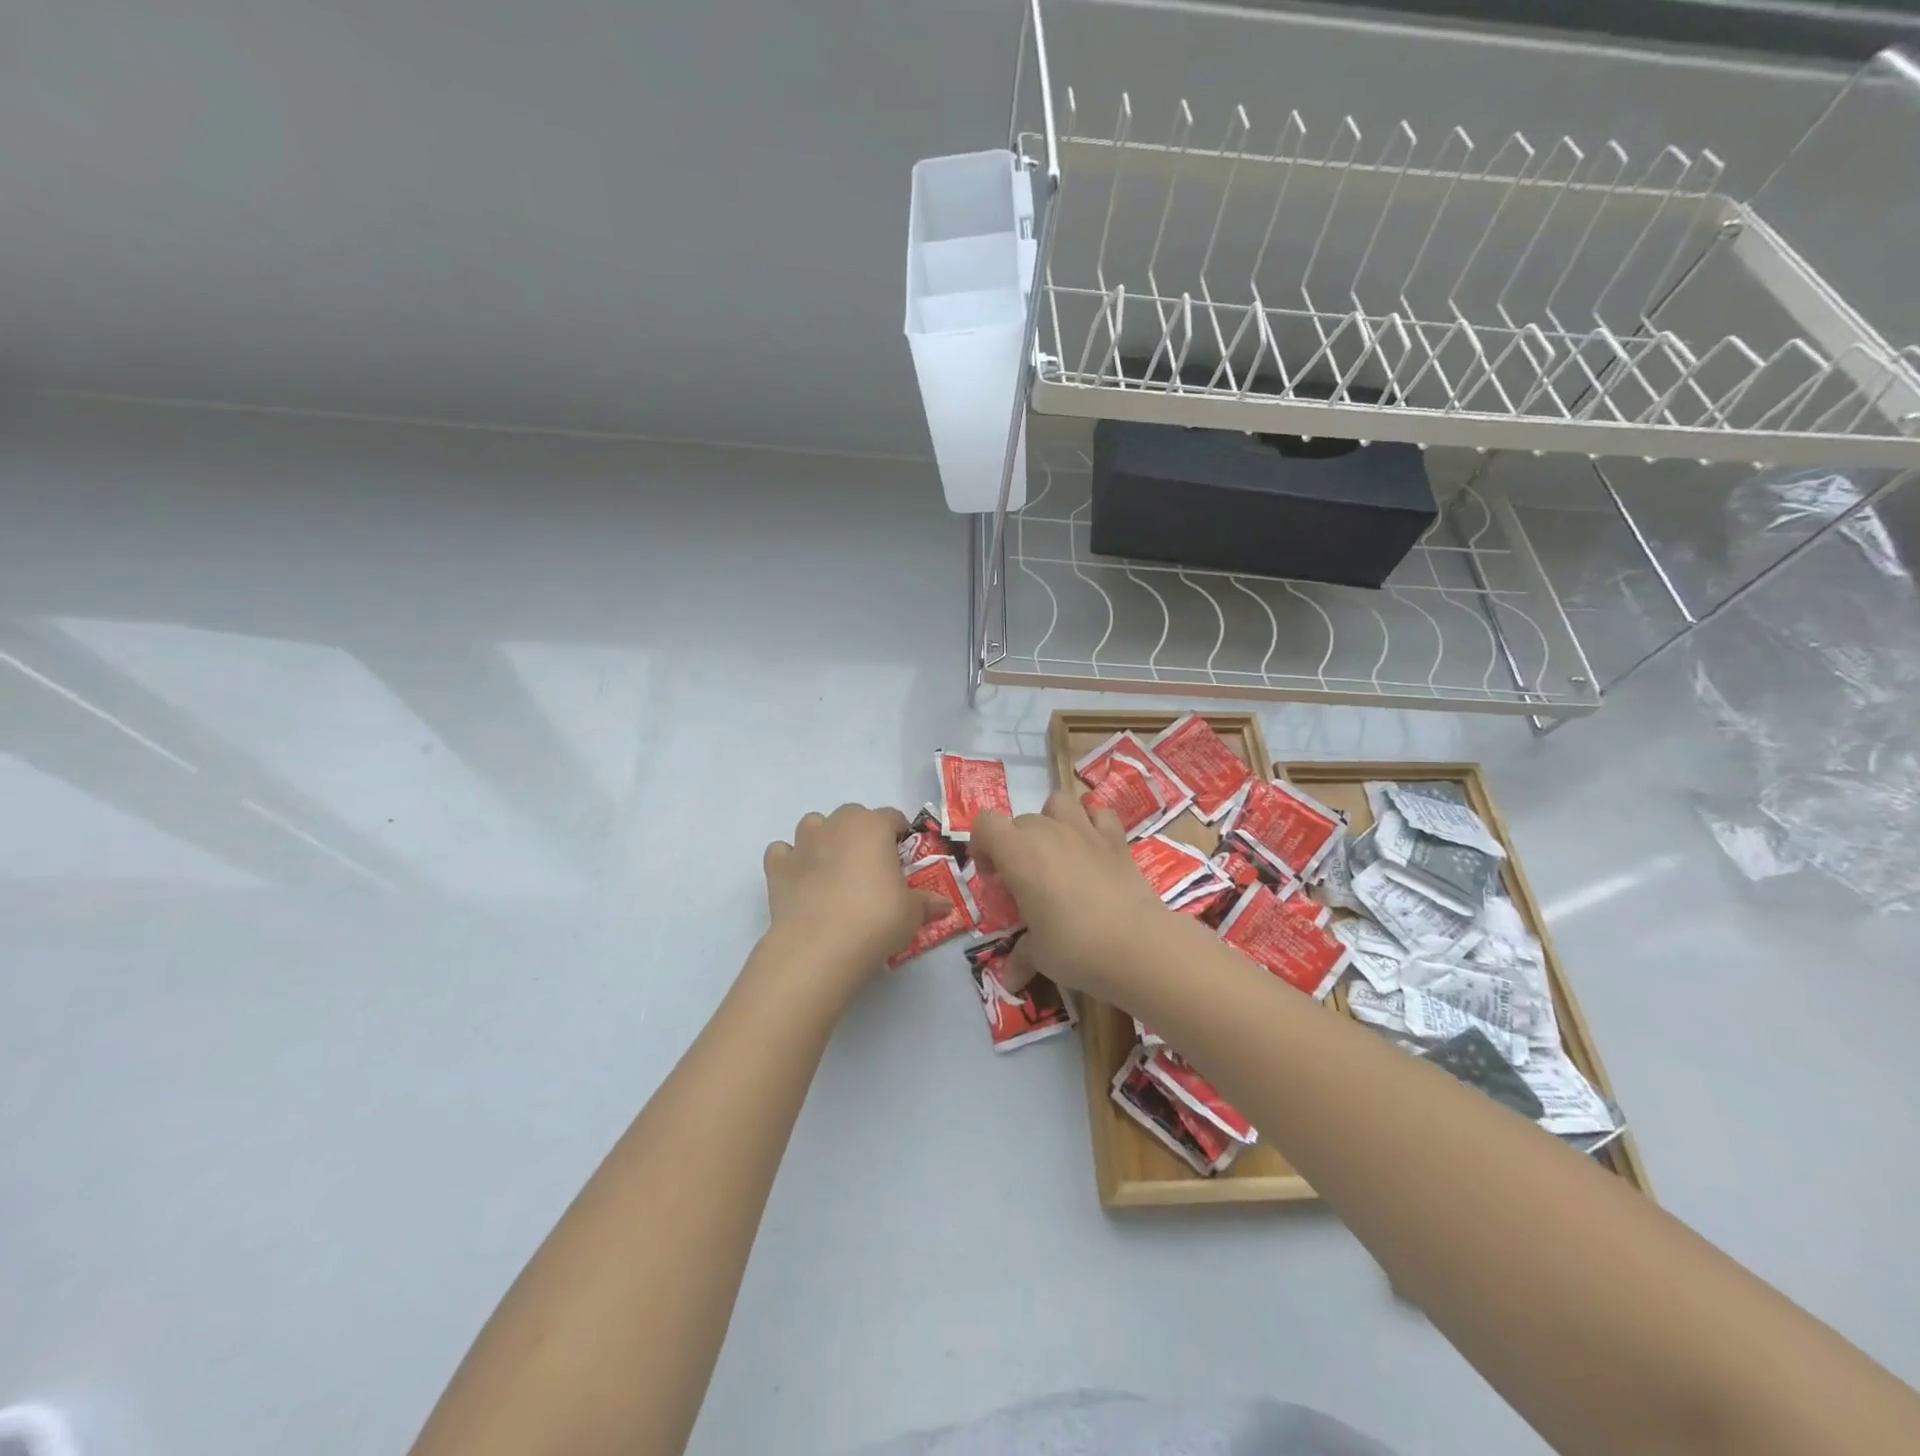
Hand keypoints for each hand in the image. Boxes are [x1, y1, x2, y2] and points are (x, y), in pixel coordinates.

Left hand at [762, 804, 949, 993]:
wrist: (820, 945)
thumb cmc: (876, 919)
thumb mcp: (912, 913)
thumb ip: (927, 902)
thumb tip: (945, 905)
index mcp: (873, 826)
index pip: (892, 817)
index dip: (899, 834)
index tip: (903, 856)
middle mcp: (837, 825)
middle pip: (852, 815)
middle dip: (862, 833)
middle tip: (871, 865)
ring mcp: (803, 843)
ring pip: (814, 824)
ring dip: (824, 838)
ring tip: (833, 868)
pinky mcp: (777, 867)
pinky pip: (782, 852)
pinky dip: (790, 861)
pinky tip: (800, 880)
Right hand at [970, 790, 1174, 1002]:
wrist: (1138, 944)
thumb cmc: (1075, 946)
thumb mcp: (1039, 955)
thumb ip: (1021, 957)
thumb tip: (1010, 979)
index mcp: (1018, 853)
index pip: (985, 824)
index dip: (981, 846)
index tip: (993, 878)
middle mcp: (1048, 832)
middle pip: (1019, 821)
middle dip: (1015, 845)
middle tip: (1024, 883)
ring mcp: (1085, 830)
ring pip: (1058, 802)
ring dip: (1051, 820)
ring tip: (1056, 852)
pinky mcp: (1116, 839)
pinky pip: (1100, 814)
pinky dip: (1093, 823)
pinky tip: (1093, 848)